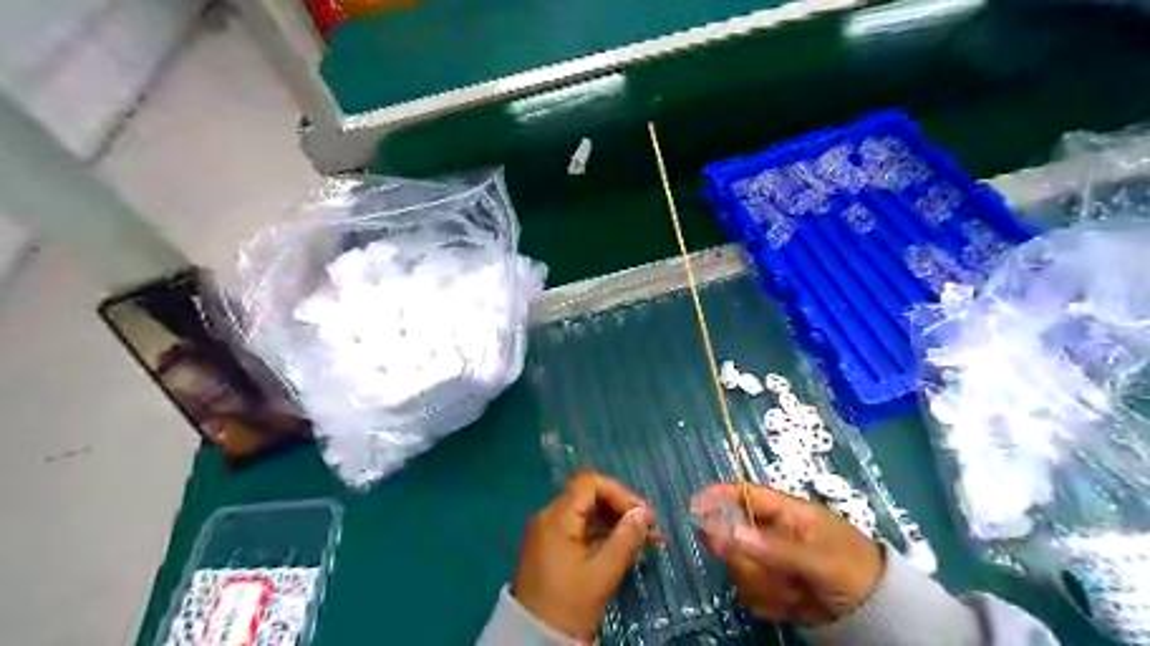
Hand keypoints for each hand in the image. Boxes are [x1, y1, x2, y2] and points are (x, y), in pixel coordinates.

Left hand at [511, 470, 654, 641]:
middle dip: (621, 508)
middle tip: (649, 529)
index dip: (620, 493)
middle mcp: (550, 516)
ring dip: (615, 522)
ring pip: (587, 512)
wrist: (533, 638)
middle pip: (590, 496)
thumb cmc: (569, 604)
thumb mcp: (603, 573)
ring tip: (643, 540)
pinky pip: (580, 528)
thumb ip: (626, 539)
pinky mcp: (552, 545)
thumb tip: (645, 513)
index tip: (643, 515)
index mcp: (557, 517)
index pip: (591, 483)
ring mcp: (549, 530)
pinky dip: (602, 533)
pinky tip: (623, 548)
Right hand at [692, 483, 882, 625]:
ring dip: (763, 584)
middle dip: (747, 559)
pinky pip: (751, 592)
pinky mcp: (771, 586)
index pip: (747, 495)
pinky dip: (769, 603)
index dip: (721, 495)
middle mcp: (772, 534)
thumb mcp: (820, 558)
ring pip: (740, 567)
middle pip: (735, 536)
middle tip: (768, 574)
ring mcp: (770, 560)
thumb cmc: (854, 570)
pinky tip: (793, 606)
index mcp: (787, 513)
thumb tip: (730, 533)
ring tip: (794, 593)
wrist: (880, 614)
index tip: (696, 504)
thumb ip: (775, 547)